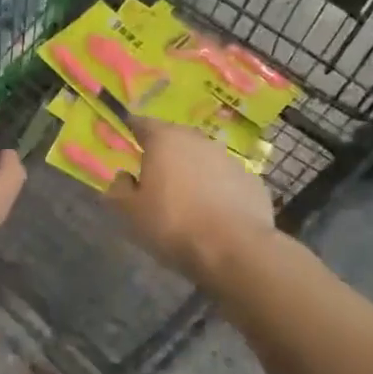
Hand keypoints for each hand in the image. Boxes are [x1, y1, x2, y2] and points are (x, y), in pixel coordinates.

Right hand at [107, 120, 274, 283]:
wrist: (236, 250)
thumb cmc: (173, 224)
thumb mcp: (129, 212)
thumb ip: (120, 189)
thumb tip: (124, 177)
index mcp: (164, 140)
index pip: (142, 123)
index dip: (132, 130)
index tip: (126, 138)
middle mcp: (197, 140)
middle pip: (175, 138)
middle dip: (164, 151)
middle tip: (154, 172)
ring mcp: (229, 159)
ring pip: (202, 158)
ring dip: (192, 170)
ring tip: (185, 196)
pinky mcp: (252, 181)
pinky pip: (225, 180)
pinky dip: (217, 188)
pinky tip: (213, 211)